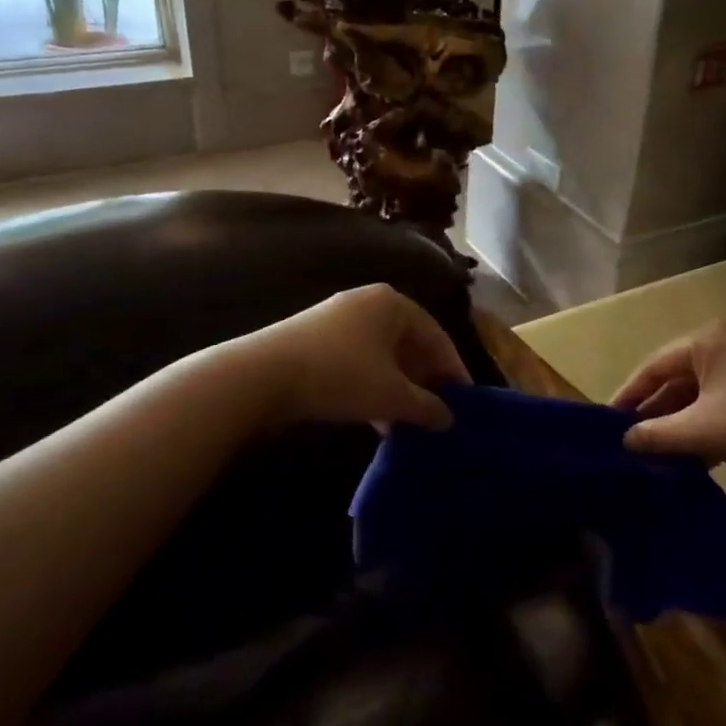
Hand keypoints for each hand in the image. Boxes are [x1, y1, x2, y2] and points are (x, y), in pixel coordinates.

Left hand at [245, 284, 470, 431]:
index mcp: (393, 304)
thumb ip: (427, 407)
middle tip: (437, 412)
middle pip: (409, 344)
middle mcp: (368, 303)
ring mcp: (337, 319)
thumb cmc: (340, 376)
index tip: (465, 401)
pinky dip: (372, 387)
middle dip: (424, 381)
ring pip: (382, 356)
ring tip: (408, 422)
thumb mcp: (392, 396)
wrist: (260, 376)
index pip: (437, 336)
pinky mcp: (314, 340)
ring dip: (398, 388)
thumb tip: (448, 420)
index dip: (453, 370)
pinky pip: (357, 362)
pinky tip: (376, 419)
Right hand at [611, 321, 725, 477]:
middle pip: (677, 378)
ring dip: (681, 423)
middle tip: (632, 442)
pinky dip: (706, 424)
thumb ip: (657, 435)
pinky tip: (697, 455)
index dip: (628, 395)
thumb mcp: (702, 430)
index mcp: (706, 340)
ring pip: (701, 393)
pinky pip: (722, 400)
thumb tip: (624, 441)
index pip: (653, 366)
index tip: (607, 423)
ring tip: (659, 454)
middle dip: (656, 412)